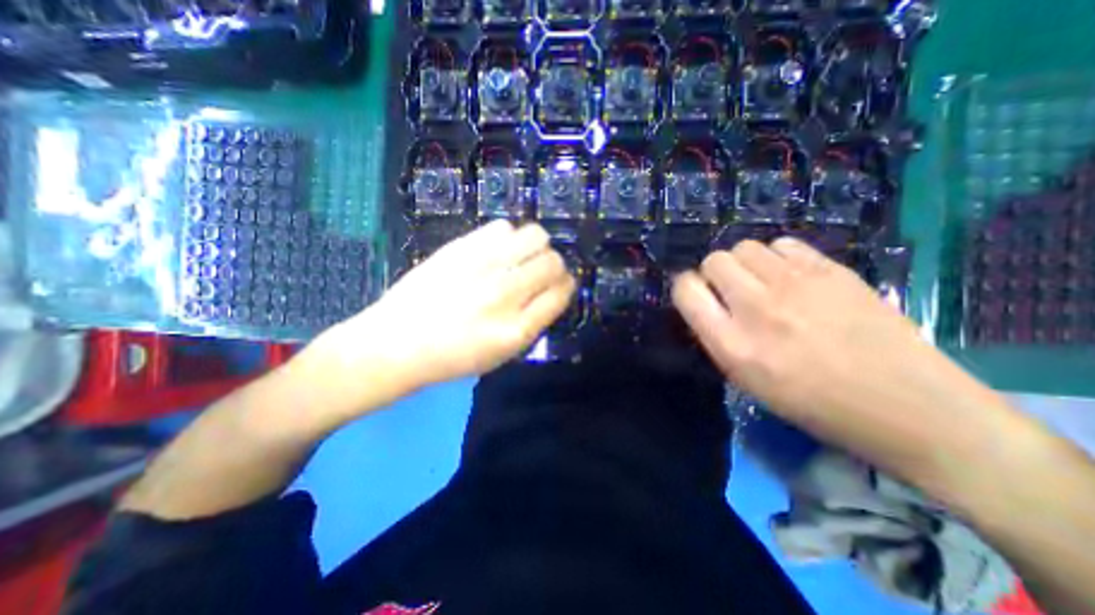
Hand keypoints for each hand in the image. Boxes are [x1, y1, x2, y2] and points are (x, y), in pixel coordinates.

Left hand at [315, 218, 575, 395]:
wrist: (397, 343)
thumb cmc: (453, 357)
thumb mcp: (502, 355)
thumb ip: (533, 322)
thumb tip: (552, 290)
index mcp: (518, 329)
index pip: (561, 292)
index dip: (566, 285)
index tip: (560, 284)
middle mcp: (506, 294)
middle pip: (553, 261)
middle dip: (554, 264)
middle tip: (539, 271)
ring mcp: (483, 267)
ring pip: (535, 236)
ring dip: (536, 245)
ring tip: (520, 256)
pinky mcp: (461, 247)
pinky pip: (503, 227)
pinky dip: (507, 236)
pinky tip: (495, 250)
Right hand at [673, 240, 1011, 485]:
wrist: (905, 405)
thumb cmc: (812, 402)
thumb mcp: (745, 380)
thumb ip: (716, 336)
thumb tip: (705, 303)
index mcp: (732, 343)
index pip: (686, 290)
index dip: (686, 289)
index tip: (699, 297)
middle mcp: (756, 308)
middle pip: (713, 261)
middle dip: (714, 273)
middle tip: (732, 292)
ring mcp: (796, 285)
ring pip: (744, 247)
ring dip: (744, 263)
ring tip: (761, 283)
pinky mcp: (831, 270)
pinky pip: (782, 244)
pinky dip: (776, 256)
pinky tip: (790, 277)